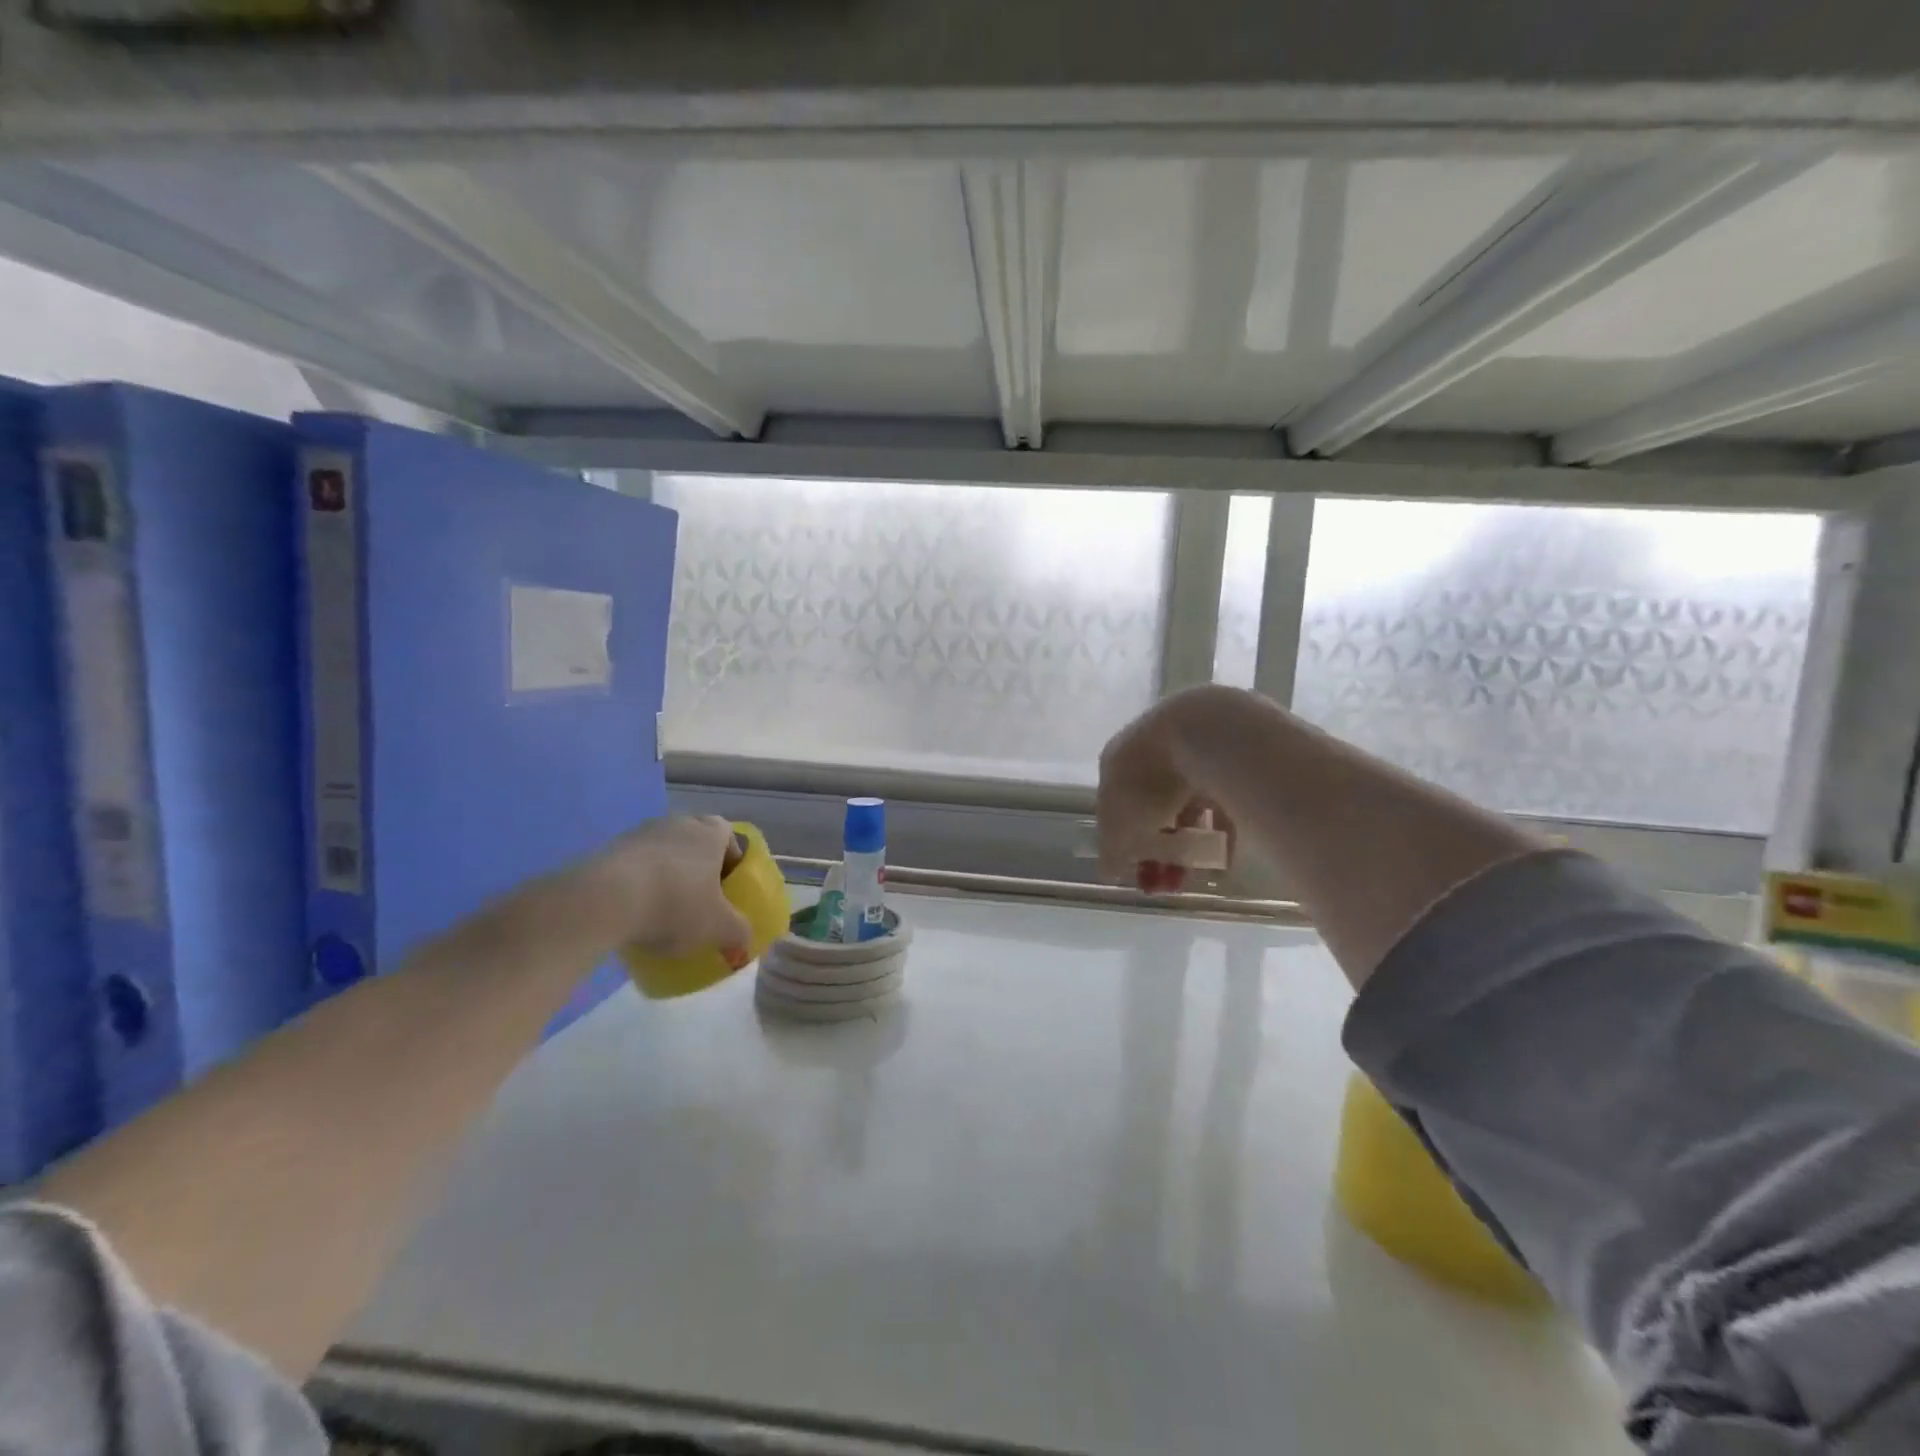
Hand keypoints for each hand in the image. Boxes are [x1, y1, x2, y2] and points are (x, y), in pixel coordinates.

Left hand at [584, 815, 753, 961]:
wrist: (604, 899)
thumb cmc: (675, 904)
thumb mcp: (718, 927)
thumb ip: (738, 931)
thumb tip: (744, 939)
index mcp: (710, 833)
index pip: (729, 835)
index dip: (731, 859)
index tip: (727, 887)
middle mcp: (678, 823)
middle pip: (694, 841)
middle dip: (698, 868)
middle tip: (698, 899)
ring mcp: (640, 833)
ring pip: (662, 853)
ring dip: (666, 875)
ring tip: (662, 911)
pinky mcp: (608, 850)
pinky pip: (633, 866)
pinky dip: (637, 884)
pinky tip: (634, 913)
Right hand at [1097, 686, 1237, 892]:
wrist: (1211, 735)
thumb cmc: (1150, 780)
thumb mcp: (1120, 826)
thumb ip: (1111, 850)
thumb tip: (1107, 871)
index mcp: (1118, 760)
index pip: (1113, 804)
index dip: (1120, 840)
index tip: (1130, 870)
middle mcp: (1153, 752)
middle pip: (1152, 807)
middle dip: (1156, 849)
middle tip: (1163, 885)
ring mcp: (1194, 753)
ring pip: (1188, 807)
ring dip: (1188, 846)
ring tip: (1193, 880)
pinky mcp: (1232, 760)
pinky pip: (1224, 805)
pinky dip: (1221, 836)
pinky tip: (1223, 866)